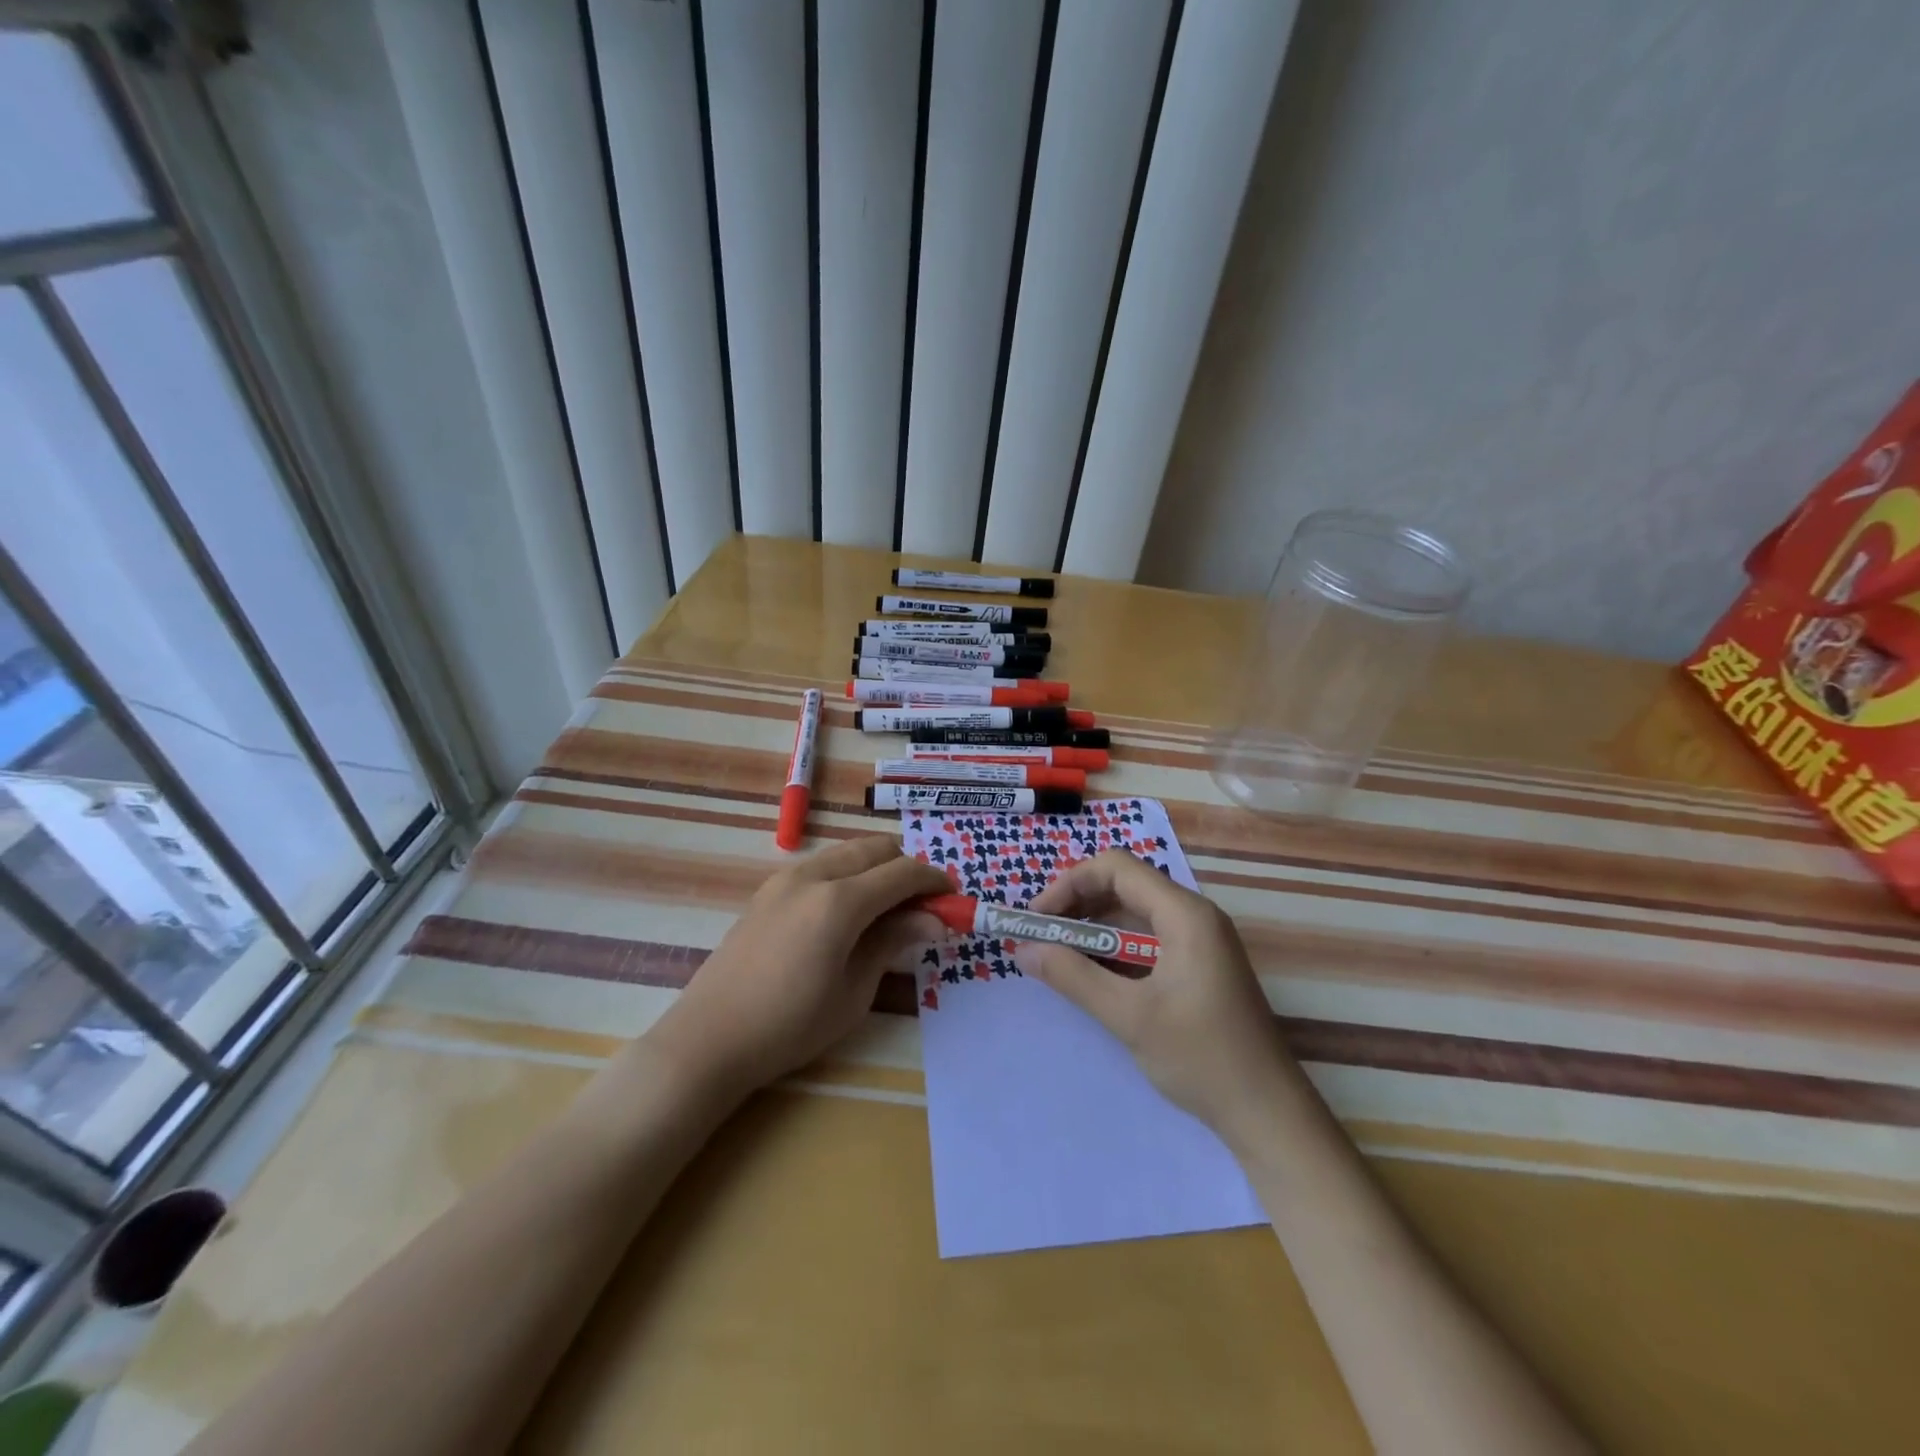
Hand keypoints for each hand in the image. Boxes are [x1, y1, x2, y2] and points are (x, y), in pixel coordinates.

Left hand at [647, 836, 949, 1095]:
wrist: (709, 1038)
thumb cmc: (790, 1025)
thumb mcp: (853, 991)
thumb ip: (893, 942)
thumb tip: (934, 920)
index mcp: (839, 901)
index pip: (903, 872)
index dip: (935, 881)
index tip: (953, 900)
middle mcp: (813, 874)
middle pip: (876, 848)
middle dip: (908, 868)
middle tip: (924, 905)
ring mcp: (786, 878)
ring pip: (847, 851)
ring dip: (877, 867)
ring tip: (889, 908)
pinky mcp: (768, 890)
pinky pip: (822, 864)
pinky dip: (849, 873)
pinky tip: (849, 911)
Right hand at [1012, 849, 1297, 1147]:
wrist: (1268, 1114)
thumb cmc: (1202, 1057)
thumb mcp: (1130, 1017)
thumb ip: (1073, 977)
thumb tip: (1023, 949)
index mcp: (1184, 914)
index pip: (1117, 868)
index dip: (1070, 884)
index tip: (1039, 919)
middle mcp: (1193, 916)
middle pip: (1124, 887)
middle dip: (1078, 906)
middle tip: (1042, 939)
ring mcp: (1198, 941)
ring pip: (1134, 915)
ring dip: (1093, 931)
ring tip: (1058, 958)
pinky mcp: (1198, 966)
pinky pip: (1147, 941)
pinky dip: (1114, 951)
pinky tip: (1091, 977)